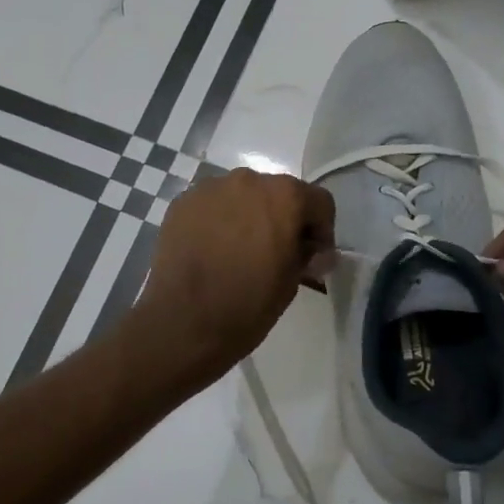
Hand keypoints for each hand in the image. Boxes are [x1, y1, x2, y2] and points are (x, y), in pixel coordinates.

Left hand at [131, 169, 335, 384]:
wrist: (183, 323)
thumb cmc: (247, 305)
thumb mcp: (291, 282)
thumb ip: (306, 255)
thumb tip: (314, 251)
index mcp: (284, 196)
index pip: (318, 202)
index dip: (322, 229)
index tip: (314, 256)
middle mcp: (248, 180)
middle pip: (278, 192)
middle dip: (283, 218)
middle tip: (277, 252)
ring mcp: (210, 188)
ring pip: (242, 196)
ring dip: (249, 215)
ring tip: (240, 251)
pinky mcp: (182, 202)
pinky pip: (212, 205)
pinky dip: (219, 220)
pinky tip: (213, 250)